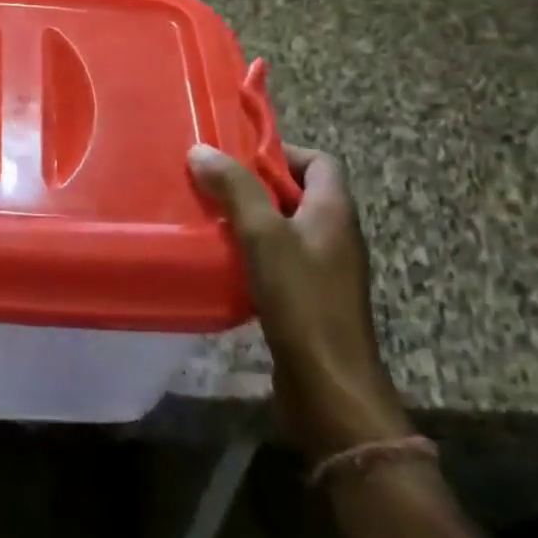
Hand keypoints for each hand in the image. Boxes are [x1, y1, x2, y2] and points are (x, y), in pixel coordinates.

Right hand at [188, 140, 410, 457]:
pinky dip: (254, 253)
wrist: (330, 388)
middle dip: (256, 185)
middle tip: (213, 184)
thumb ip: (236, 189)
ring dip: (251, 220)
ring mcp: (325, 270)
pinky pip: (281, 260)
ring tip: (210, 218)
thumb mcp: (264, 235)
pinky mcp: (310, 299)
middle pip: (299, 193)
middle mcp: (335, 235)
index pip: (319, 161)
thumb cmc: (302, 301)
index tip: (238, 156)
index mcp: (334, 212)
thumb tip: (201, 150)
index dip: (282, 152)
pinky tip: (223, 261)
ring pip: (285, 228)